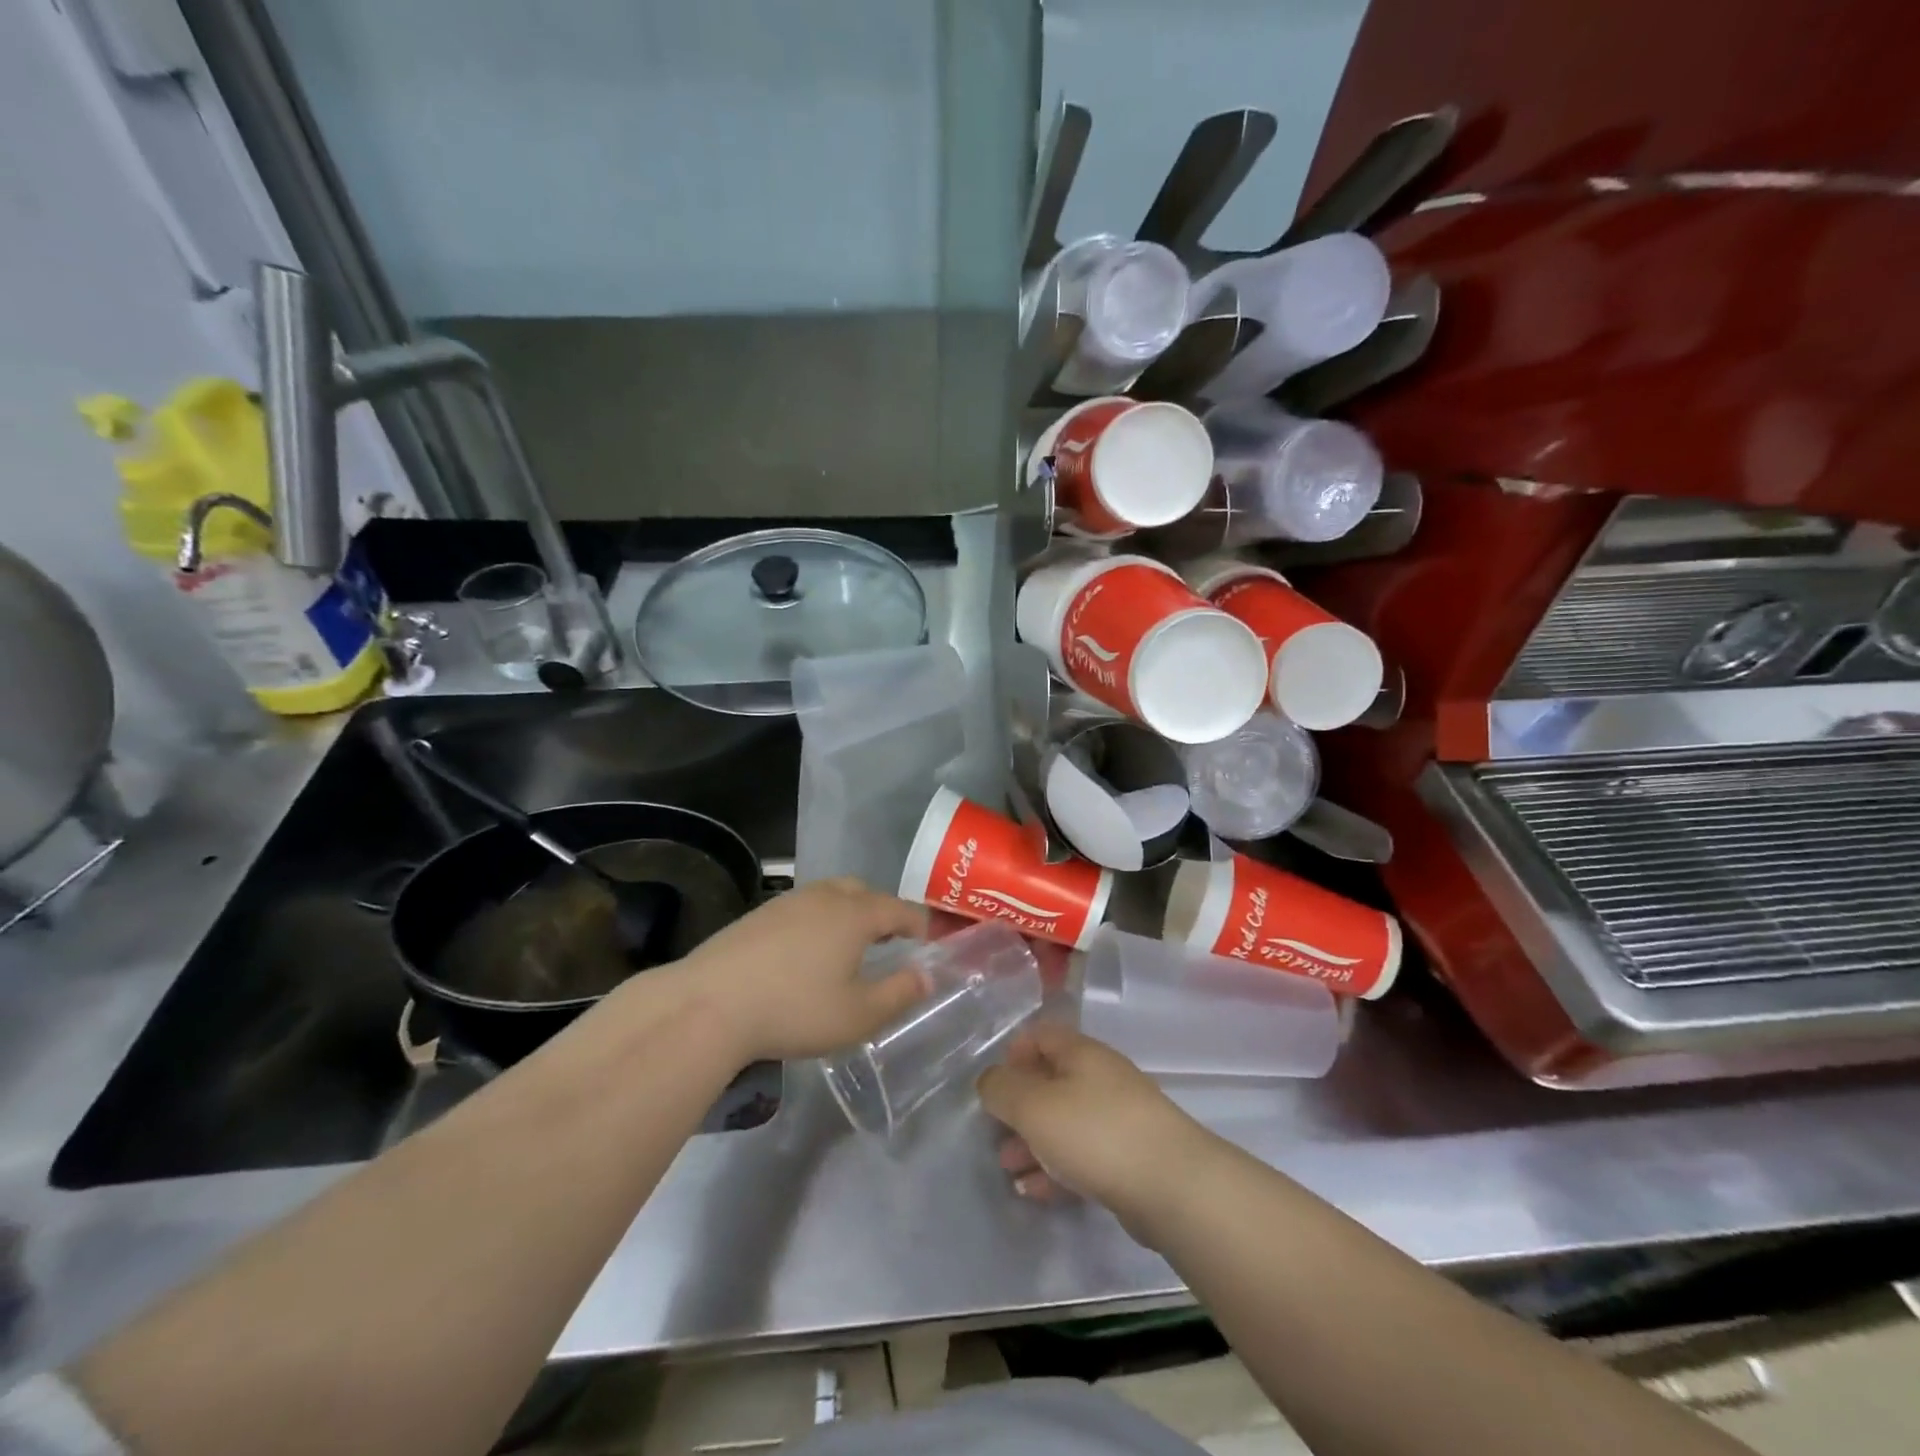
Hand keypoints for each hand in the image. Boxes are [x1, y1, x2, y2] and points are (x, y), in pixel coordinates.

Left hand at [672, 878, 929, 1063]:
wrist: (710, 1004)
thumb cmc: (794, 1009)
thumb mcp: (858, 1015)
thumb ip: (899, 994)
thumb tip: (926, 976)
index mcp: (855, 914)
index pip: (900, 909)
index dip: (919, 924)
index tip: (928, 941)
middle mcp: (824, 897)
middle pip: (864, 892)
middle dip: (883, 912)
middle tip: (889, 941)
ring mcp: (788, 902)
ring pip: (830, 895)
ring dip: (848, 913)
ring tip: (849, 947)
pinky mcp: (759, 915)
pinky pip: (802, 908)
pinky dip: (817, 921)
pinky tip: (806, 953)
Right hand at [977, 1023, 1212, 1234]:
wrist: (1173, 1186)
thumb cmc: (1095, 1133)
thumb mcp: (1034, 1106)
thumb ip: (1002, 1089)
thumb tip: (990, 1081)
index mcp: (1081, 1053)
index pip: (1041, 1035)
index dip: (1013, 1054)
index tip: (995, 1085)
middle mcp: (1101, 1077)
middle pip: (1051, 1082)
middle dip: (1019, 1108)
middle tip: (995, 1135)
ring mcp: (1119, 1118)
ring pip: (1065, 1122)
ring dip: (1033, 1142)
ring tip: (1009, 1170)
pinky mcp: (1130, 1158)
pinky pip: (1083, 1155)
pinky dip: (1056, 1168)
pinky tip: (1035, 1192)